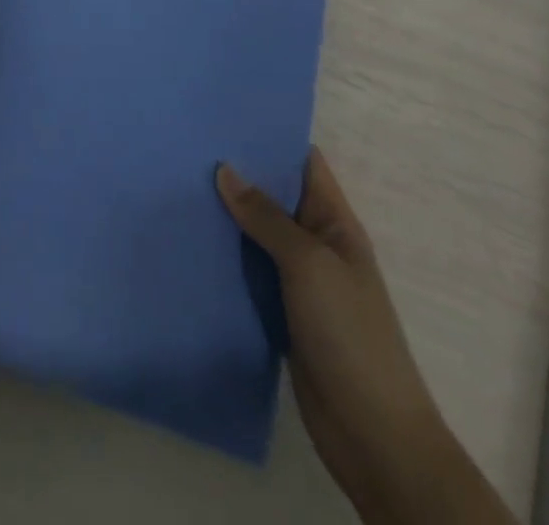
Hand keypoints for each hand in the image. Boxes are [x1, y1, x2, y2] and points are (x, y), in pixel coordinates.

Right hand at [217, 151, 512, 524]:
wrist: (372, 435)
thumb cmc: (350, 334)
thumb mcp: (309, 264)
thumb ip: (266, 217)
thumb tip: (224, 170)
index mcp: (335, 222)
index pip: (304, 163)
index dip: (271, 137)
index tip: (225, 115)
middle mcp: (316, 243)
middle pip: (274, 196)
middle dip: (237, 173)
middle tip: (187, 145)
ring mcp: (298, 280)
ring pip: (256, 234)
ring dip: (225, 215)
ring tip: (176, 182)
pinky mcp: (279, 311)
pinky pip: (248, 271)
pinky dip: (224, 256)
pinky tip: (188, 239)